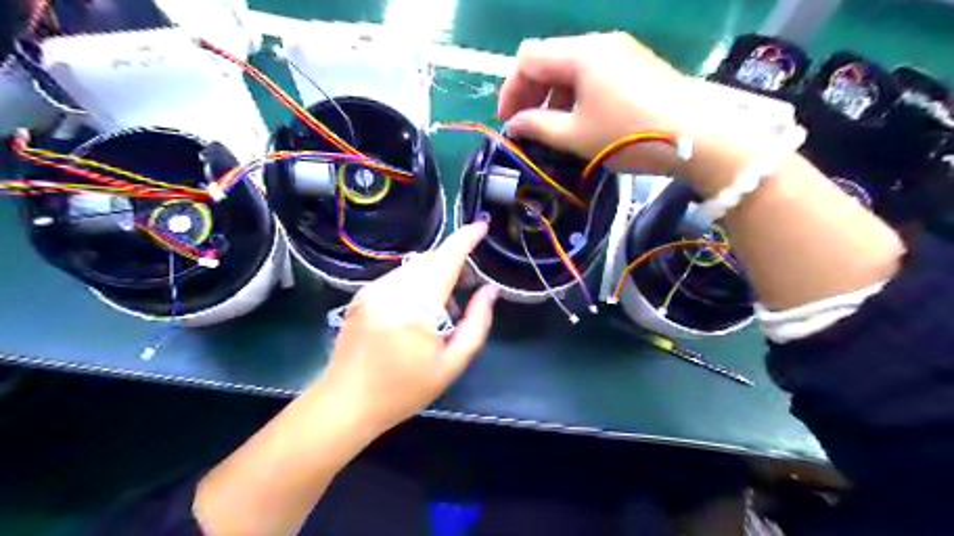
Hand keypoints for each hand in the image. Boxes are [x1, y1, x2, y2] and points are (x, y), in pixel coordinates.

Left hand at [315, 223, 502, 435]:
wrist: (345, 403)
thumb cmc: (404, 390)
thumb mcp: (451, 364)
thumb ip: (477, 323)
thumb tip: (490, 290)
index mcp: (415, 307)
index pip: (446, 259)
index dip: (466, 238)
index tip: (482, 225)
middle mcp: (391, 289)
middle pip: (430, 259)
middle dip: (454, 263)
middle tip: (469, 287)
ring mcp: (372, 290)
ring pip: (414, 266)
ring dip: (435, 274)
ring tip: (444, 307)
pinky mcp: (362, 295)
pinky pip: (398, 276)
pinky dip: (416, 282)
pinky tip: (418, 309)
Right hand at [496, 31, 690, 171]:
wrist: (698, 138)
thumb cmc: (629, 135)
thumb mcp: (576, 136)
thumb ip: (539, 127)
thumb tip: (514, 125)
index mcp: (581, 53)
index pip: (528, 58)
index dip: (511, 89)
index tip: (507, 121)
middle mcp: (599, 43)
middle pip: (549, 59)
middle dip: (531, 93)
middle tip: (526, 127)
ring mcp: (621, 52)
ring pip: (571, 68)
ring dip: (554, 96)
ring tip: (552, 129)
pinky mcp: (635, 67)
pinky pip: (593, 75)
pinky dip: (576, 96)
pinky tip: (580, 121)